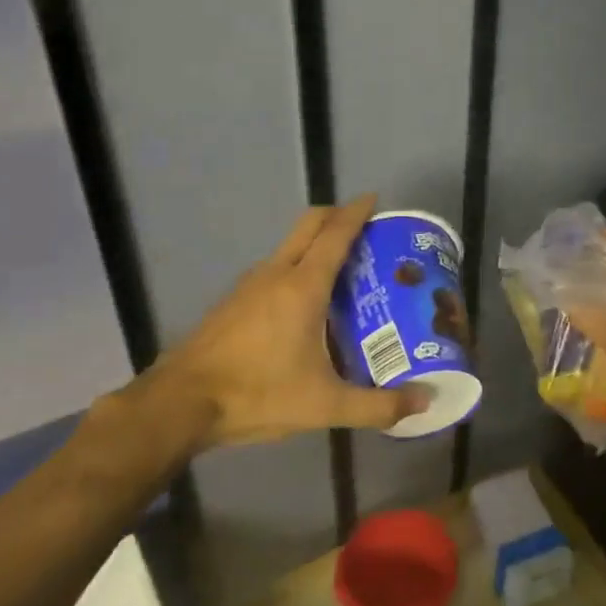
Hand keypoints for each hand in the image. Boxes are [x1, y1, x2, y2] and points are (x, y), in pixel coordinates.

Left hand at [112, 196, 427, 463]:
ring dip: (315, 244)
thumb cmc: (258, 394)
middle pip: (309, 226)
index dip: (357, 212)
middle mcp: (275, 274)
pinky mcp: (232, 302)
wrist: (180, 404)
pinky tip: (305, 304)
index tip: (376, 200)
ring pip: (288, 247)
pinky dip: (295, 267)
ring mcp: (248, 285)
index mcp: (302, 286)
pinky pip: (272, 269)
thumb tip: (425, 402)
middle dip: (337, 217)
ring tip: (344, 270)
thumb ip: (378, 405)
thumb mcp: (325, 405)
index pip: (335, 233)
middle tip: (366, 231)